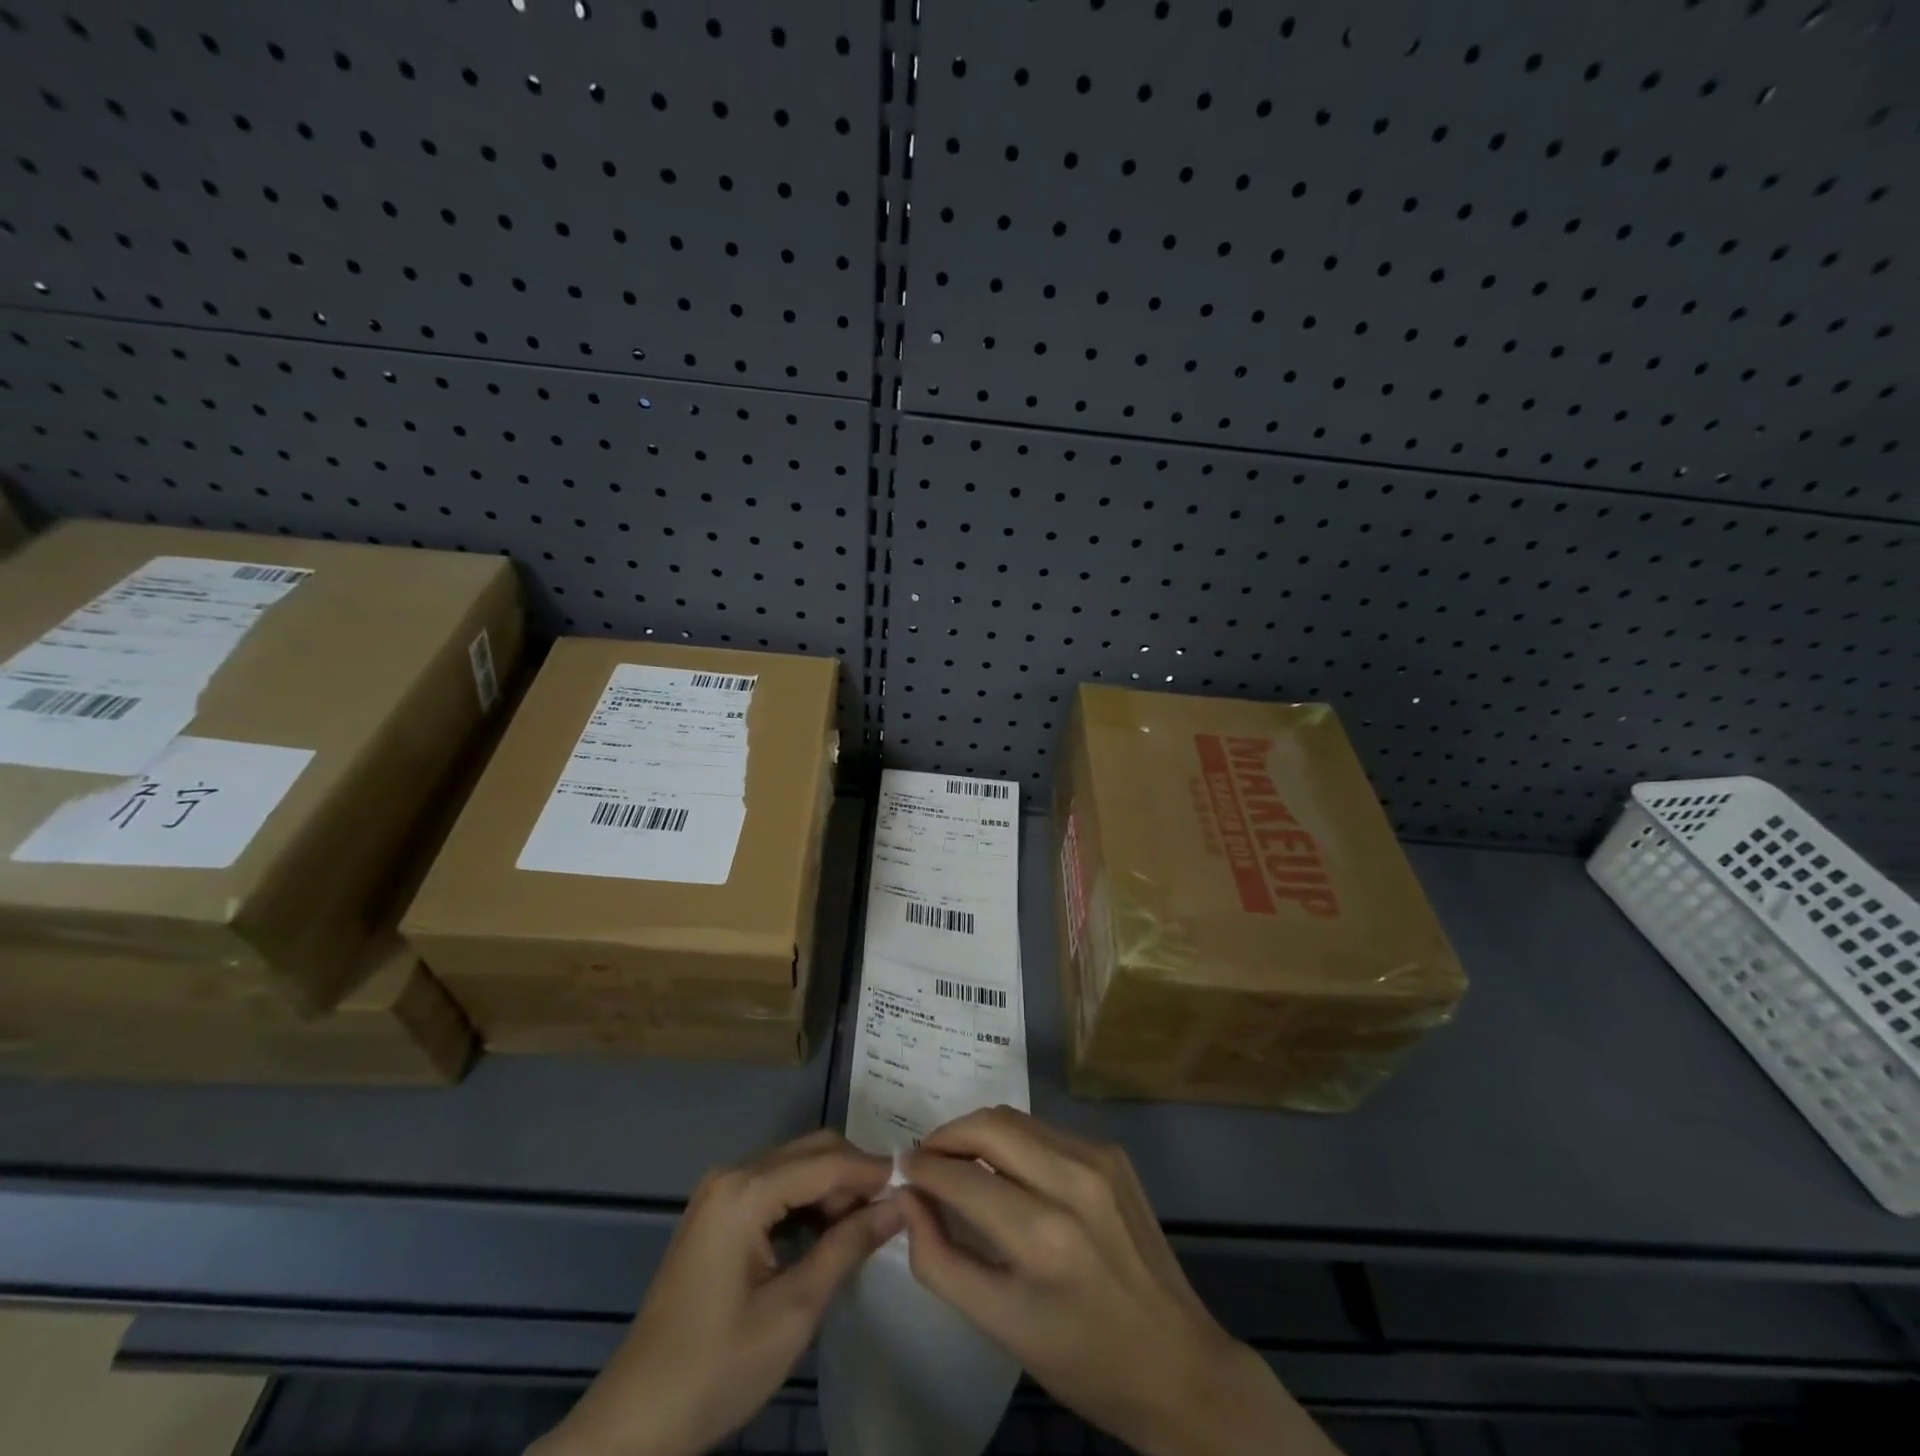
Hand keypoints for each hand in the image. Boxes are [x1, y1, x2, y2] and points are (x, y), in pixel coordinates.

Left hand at [532, 1130, 898, 1455]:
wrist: (637, 1420)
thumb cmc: (718, 1366)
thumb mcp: (794, 1310)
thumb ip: (848, 1246)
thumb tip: (897, 1206)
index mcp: (746, 1191)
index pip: (826, 1162)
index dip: (872, 1171)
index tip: (913, 1184)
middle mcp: (732, 1175)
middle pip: (809, 1152)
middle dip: (853, 1174)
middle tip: (890, 1209)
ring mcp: (719, 1192)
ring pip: (793, 1166)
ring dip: (832, 1187)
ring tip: (865, 1225)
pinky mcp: (715, 1213)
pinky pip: (773, 1187)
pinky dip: (805, 1201)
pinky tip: (827, 1231)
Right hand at [901, 1107, 1339, 1455]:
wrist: (1178, 1364)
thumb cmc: (1082, 1358)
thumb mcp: (1000, 1326)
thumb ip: (940, 1259)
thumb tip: (907, 1199)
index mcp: (1043, 1236)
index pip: (961, 1177)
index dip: (922, 1168)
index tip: (901, 1170)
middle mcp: (1072, 1181)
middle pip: (989, 1125)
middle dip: (946, 1135)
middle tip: (925, 1158)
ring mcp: (1099, 1160)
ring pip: (1017, 1120)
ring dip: (978, 1132)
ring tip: (959, 1159)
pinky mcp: (1113, 1153)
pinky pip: (1046, 1131)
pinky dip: (1014, 1142)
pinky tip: (1007, 1171)